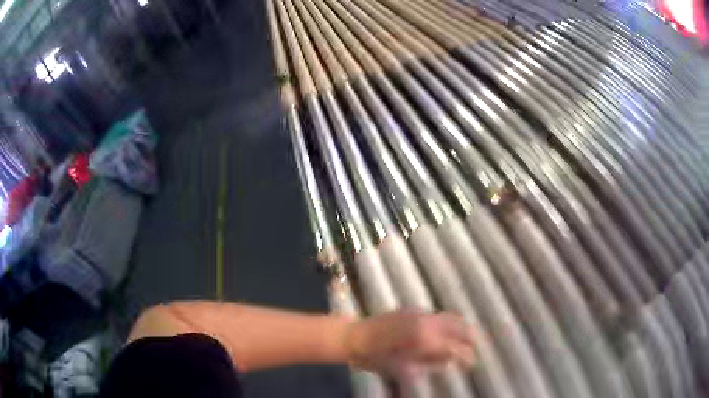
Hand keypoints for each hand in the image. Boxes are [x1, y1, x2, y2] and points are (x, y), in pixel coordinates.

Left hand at [343, 311, 475, 374]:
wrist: (355, 336)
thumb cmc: (376, 358)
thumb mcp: (404, 367)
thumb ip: (430, 362)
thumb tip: (449, 360)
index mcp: (425, 339)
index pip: (455, 347)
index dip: (467, 356)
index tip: (472, 363)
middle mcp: (427, 322)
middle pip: (459, 326)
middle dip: (470, 337)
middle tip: (475, 347)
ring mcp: (420, 313)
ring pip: (450, 317)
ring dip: (461, 328)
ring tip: (467, 338)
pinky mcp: (414, 309)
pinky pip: (438, 314)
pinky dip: (448, 322)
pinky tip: (447, 330)